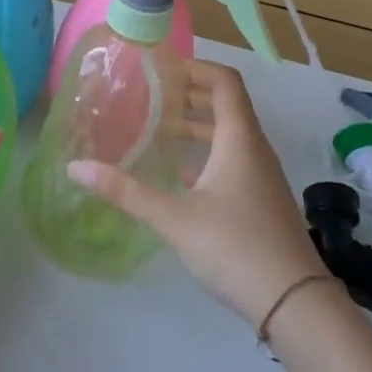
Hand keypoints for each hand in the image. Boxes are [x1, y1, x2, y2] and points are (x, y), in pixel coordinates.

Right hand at [68, 59, 329, 326]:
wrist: (295, 304)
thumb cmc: (235, 247)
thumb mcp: (174, 218)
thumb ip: (125, 191)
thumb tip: (76, 167)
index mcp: (239, 139)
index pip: (224, 82)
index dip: (195, 67)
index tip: (161, 69)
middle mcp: (255, 149)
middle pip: (226, 105)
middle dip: (190, 95)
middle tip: (152, 95)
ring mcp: (262, 176)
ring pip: (230, 134)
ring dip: (198, 125)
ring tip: (160, 129)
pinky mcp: (261, 200)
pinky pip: (233, 160)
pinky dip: (206, 155)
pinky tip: (180, 174)